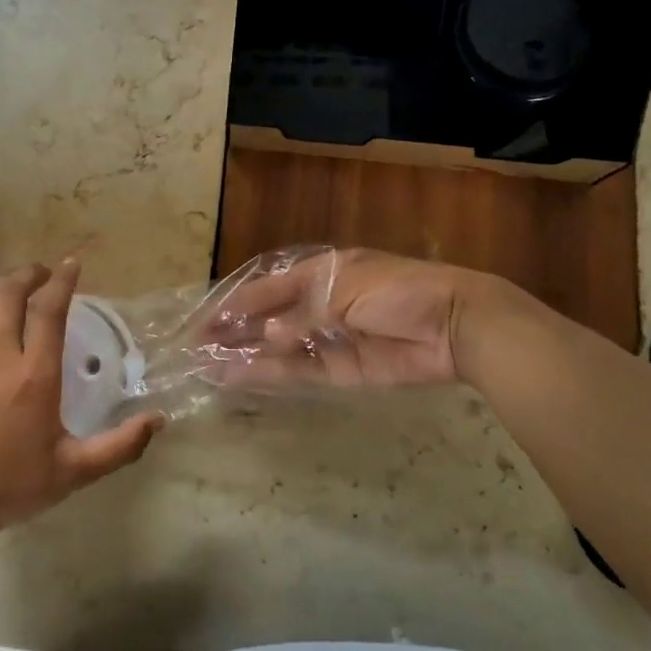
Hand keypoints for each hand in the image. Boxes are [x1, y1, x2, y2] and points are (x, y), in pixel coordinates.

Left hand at [0, 259, 161, 539]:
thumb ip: (119, 446)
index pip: (49, 310)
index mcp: (36, 375)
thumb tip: (158, 420)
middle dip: (31, 274)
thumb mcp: (74, 472)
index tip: (72, 265)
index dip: (62, 281)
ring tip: (15, 279)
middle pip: (13, 294)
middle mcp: (0, 355)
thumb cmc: (10, 485)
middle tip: (44, 274)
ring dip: (1, 281)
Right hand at [209, 248, 493, 387]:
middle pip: (269, 319)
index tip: (206, 318)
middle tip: (197, 345)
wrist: (453, 324)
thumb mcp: (345, 289)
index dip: (237, 302)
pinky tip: (241, 377)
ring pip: (278, 348)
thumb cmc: (397, 290)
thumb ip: (302, 315)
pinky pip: (299, 371)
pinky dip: (271, 374)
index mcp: (321, 273)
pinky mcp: (342, 371)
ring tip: (208, 365)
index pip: (269, 288)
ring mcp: (329, 339)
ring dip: (245, 355)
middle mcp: (320, 305)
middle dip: (235, 330)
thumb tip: (266, 338)